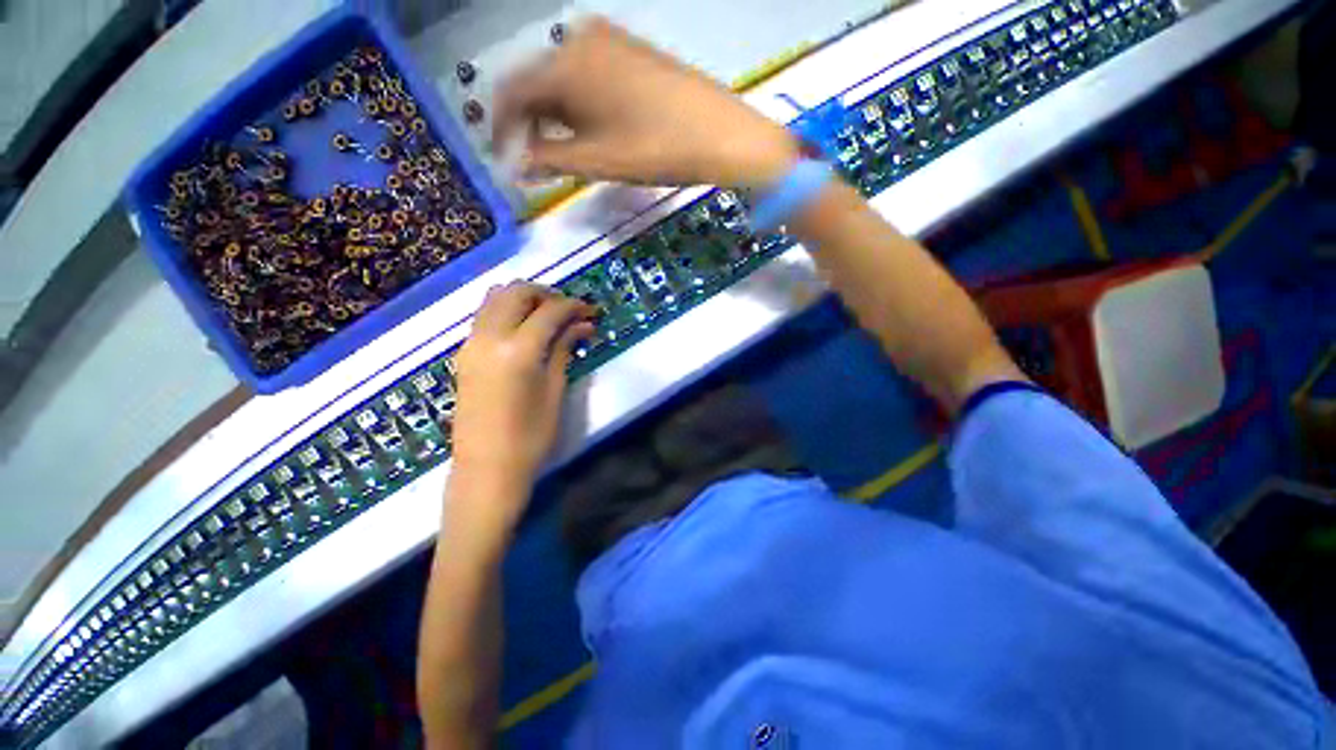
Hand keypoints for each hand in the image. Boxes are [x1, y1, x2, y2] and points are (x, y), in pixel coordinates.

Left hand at [448, 282, 595, 532]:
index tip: (591, 311)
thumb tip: (583, 324)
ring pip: (495, 298)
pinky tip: (527, 331)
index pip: (549, 311)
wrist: (486, 470)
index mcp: (516, 350)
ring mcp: (470, 344)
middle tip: (569, 311)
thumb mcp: (555, 390)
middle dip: (546, 294)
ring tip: (549, 318)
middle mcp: (488, 337)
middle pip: (516, 292)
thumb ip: (564, 349)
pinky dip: (508, 312)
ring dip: (524, 299)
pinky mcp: (464, 354)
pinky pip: (485, 316)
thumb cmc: (531, 436)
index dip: (574, 306)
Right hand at [494, 17, 800, 189]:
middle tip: (536, 161)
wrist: (720, 134)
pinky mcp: (630, 51)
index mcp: (564, 63)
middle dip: (531, 124)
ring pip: (563, 79)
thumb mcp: (597, 161)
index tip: (503, 160)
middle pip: (536, 81)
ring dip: (555, 116)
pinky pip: (588, 75)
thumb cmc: (655, 149)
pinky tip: (591, 128)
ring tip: (565, 151)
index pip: (511, 91)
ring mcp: (609, 40)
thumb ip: (550, 159)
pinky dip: (579, 104)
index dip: (501, 128)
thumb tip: (517, 164)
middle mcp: (580, 39)